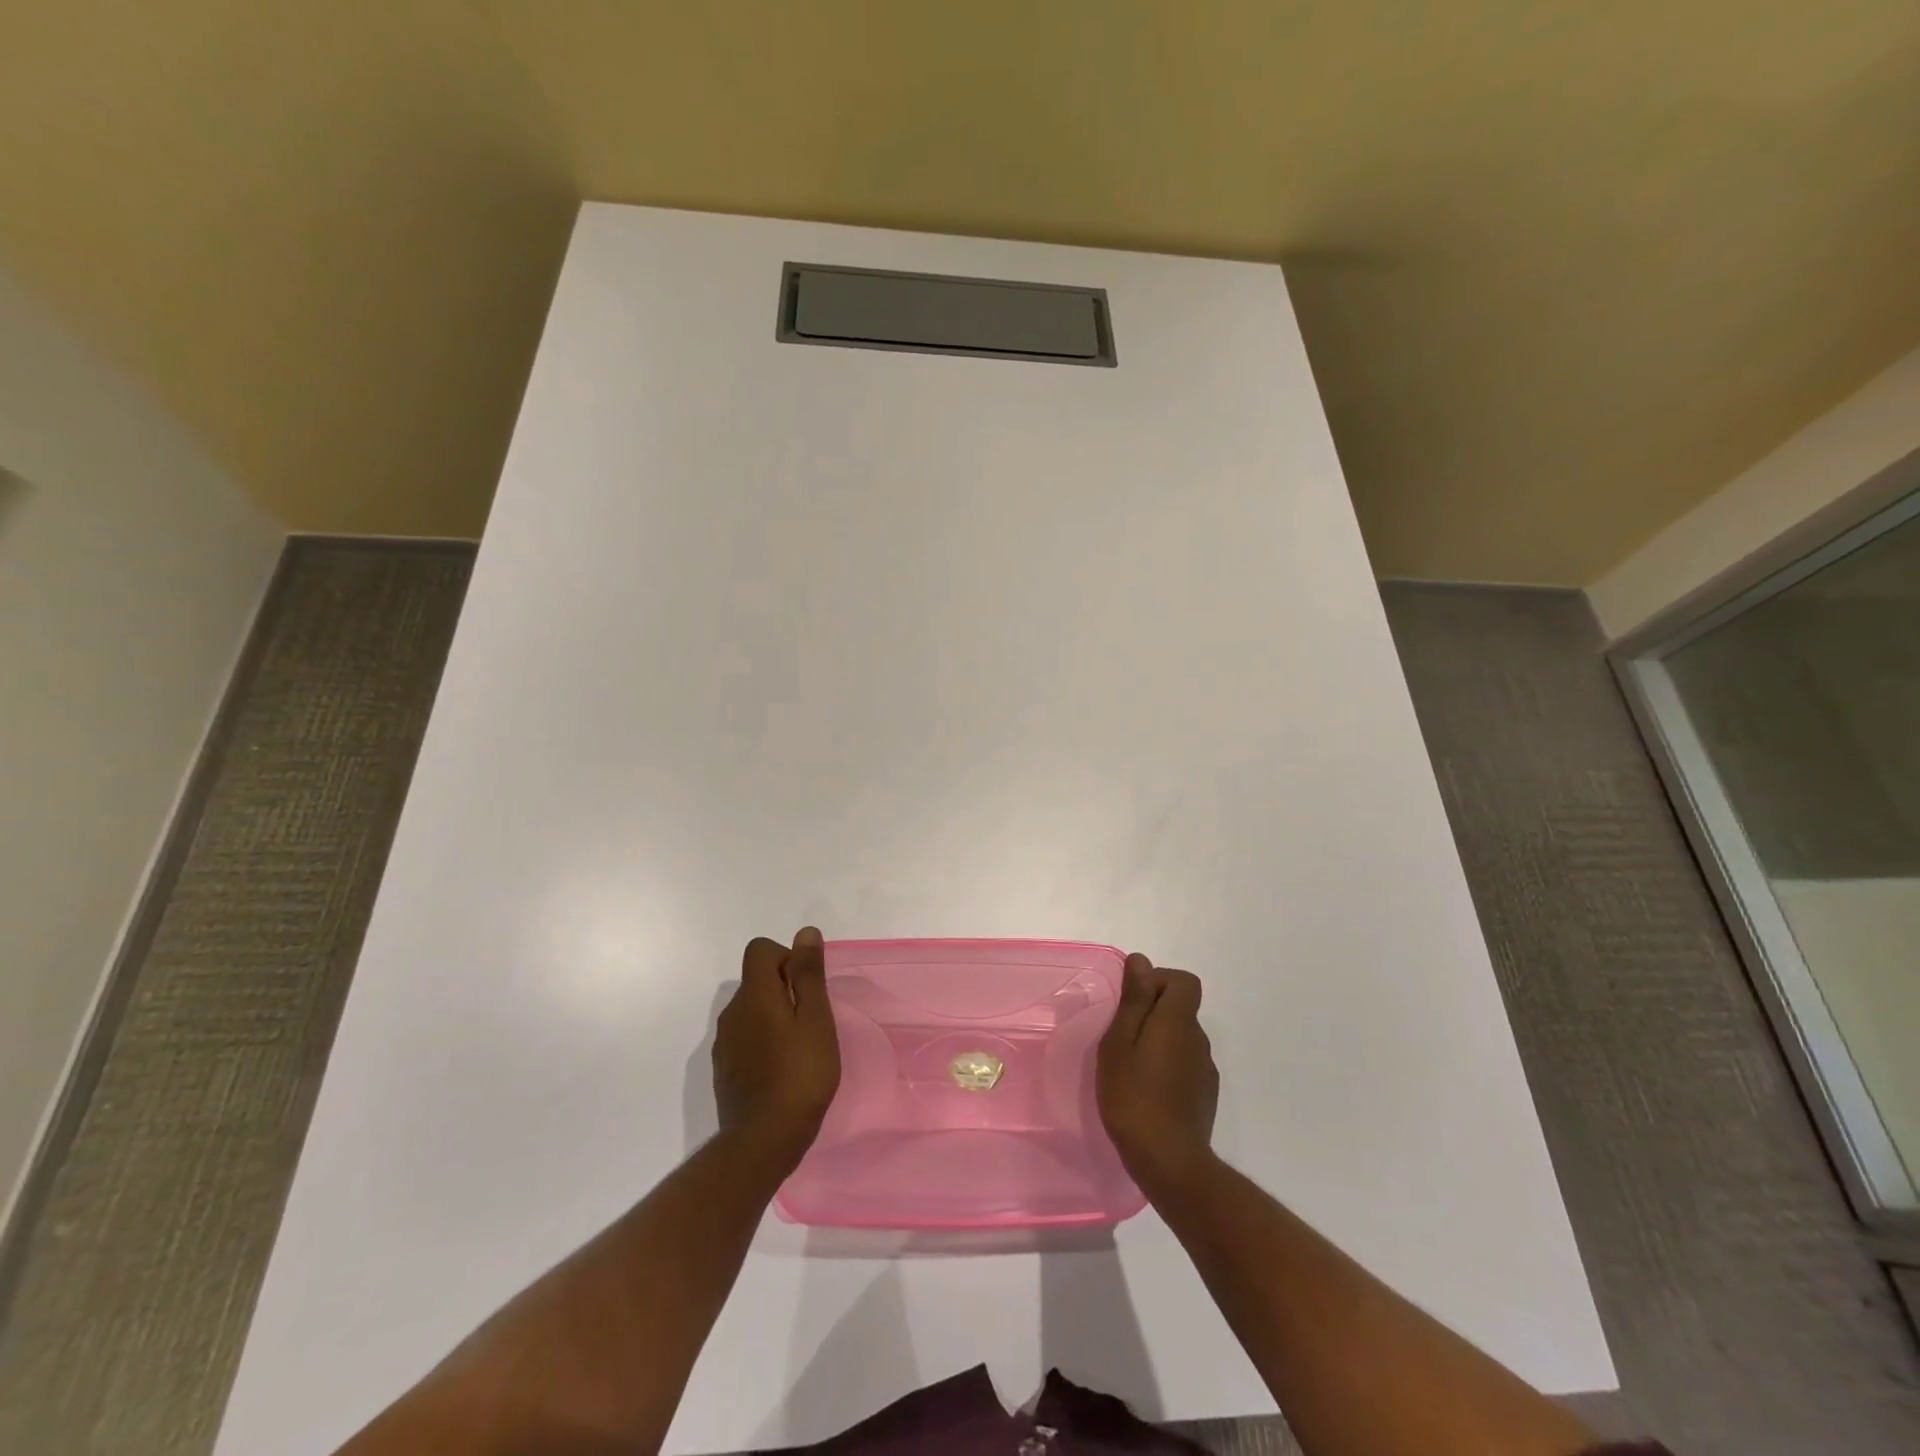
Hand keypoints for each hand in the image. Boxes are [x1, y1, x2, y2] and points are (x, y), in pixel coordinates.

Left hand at [712, 928, 841, 1171]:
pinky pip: (745, 1038)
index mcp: (755, 994)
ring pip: (751, 1010)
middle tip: (812, 1020)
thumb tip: (805, 933)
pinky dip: (763, 1041)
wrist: (762, 1141)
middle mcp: (732, 1012)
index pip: (760, 950)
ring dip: (774, 1016)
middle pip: (756, 980)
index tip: (808, 987)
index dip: (787, 957)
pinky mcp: (723, 1069)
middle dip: (784, 988)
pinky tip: (782, 1070)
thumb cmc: (800, 1074)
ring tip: (800, 1047)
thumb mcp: (816, 1019)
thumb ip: (809, 974)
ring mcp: (724, 1043)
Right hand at [1097, 953, 1218, 1192]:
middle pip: (1181, 1008)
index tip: (1132, 1002)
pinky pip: (1186, 1064)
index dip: (1159, 981)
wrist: (1169, 1162)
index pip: (1184, 981)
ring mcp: (1205, 1069)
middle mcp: (1198, 1039)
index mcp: (1178, 1021)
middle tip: (1121, 1038)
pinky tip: (1148, 1091)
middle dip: (1152, 1012)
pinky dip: (1168, 1065)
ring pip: (1182, 1038)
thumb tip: (1141, 960)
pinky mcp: (1205, 1095)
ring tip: (1131, 1067)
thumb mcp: (1119, 1043)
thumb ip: (1133, 1000)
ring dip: (1159, 1041)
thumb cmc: (1133, 1096)